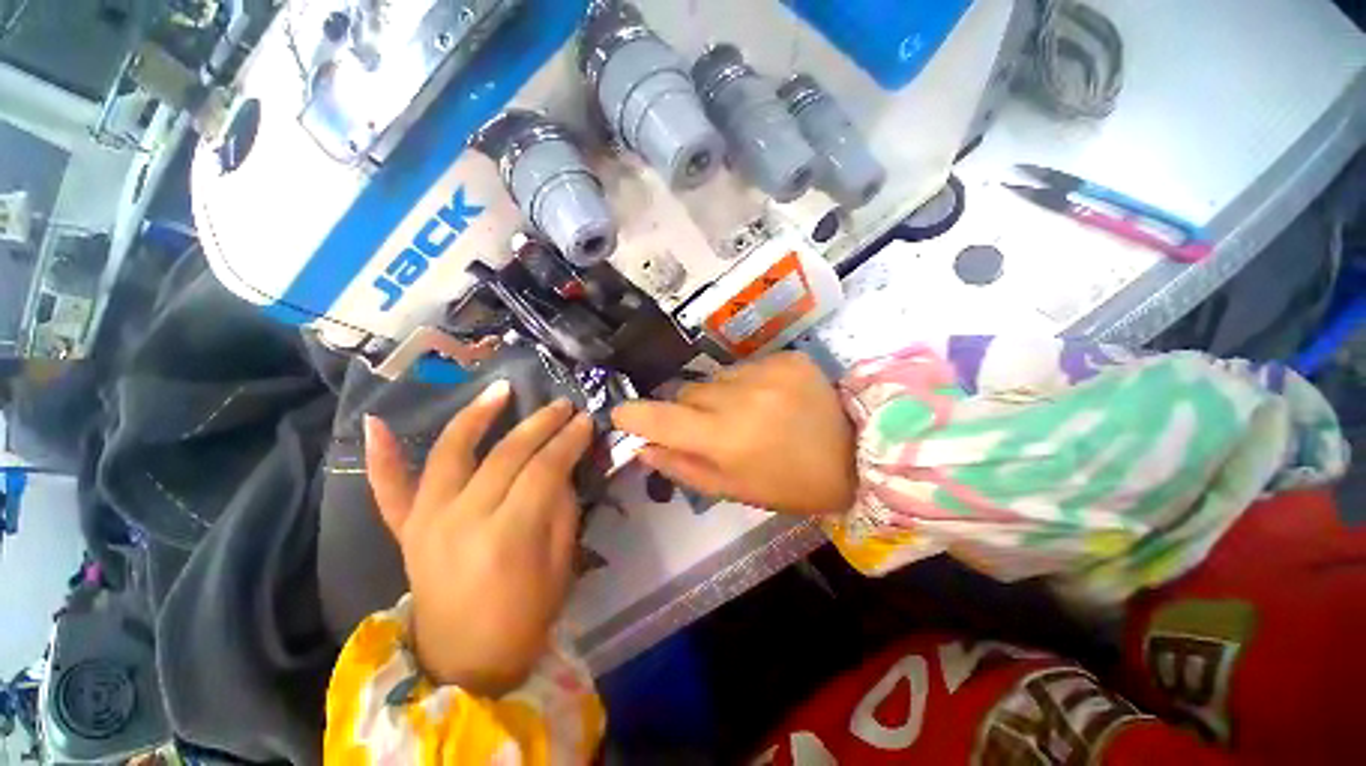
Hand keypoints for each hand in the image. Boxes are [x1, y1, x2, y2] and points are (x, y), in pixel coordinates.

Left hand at [365, 381, 592, 696]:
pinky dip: (381, 456)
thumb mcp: (561, 562)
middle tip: (562, 405)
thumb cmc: (526, 615)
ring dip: (476, 416)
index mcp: (507, 535)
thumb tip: (562, 465)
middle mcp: (461, 519)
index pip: (544, 468)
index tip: (586, 420)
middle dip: (540, 423)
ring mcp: (425, 521)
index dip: (569, 440)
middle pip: (506, 454)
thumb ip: (561, 506)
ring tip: (500, 389)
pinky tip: (377, 422)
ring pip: (450, 452)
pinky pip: (387, 488)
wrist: (465, 661)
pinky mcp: (405, 529)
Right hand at [612, 352, 856, 514]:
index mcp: (725, 439)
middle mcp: (740, 398)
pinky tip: (771, 399)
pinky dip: (748, 383)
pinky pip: (747, 367)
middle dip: (688, 411)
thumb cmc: (790, 484)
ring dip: (720, 396)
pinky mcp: (787, 357)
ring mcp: (766, 371)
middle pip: (687, 393)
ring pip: (715, 379)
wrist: (857, 455)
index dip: (634, 415)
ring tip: (749, 414)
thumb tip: (643, 447)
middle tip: (713, 429)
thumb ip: (682, 467)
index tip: (622, 415)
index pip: (660, 418)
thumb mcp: (734, 490)